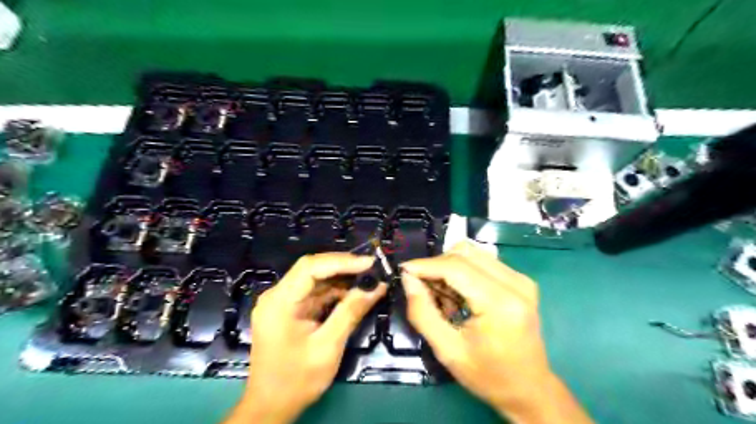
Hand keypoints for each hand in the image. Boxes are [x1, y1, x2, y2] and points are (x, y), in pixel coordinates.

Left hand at [226, 254, 385, 422]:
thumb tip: (377, 286)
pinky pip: (315, 293)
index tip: (369, 263)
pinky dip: (335, 292)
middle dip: (344, 267)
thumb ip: (351, 312)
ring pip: (316, 280)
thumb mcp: (328, 346)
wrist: (271, 407)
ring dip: (342, 279)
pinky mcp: (290, 310)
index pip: (310, 267)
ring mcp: (282, 302)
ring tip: (369, 279)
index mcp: (279, 302)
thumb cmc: (296, 380)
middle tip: (373, 268)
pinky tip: (354, 294)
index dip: (342, 261)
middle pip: (313, 269)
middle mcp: (277, 295)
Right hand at [398, 242, 592, 423]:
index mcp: (500, 303)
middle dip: (436, 266)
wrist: (529, 389)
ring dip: (449, 267)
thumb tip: (408, 279)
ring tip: (442, 295)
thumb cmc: (488, 376)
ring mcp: (521, 279)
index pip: (456, 267)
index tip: (404, 270)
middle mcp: (516, 284)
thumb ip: (422, 312)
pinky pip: (483, 261)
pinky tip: (459, 295)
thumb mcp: (447, 350)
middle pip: (464, 253)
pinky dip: (463, 271)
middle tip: (422, 288)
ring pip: (473, 253)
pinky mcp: (521, 280)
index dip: (425, 265)